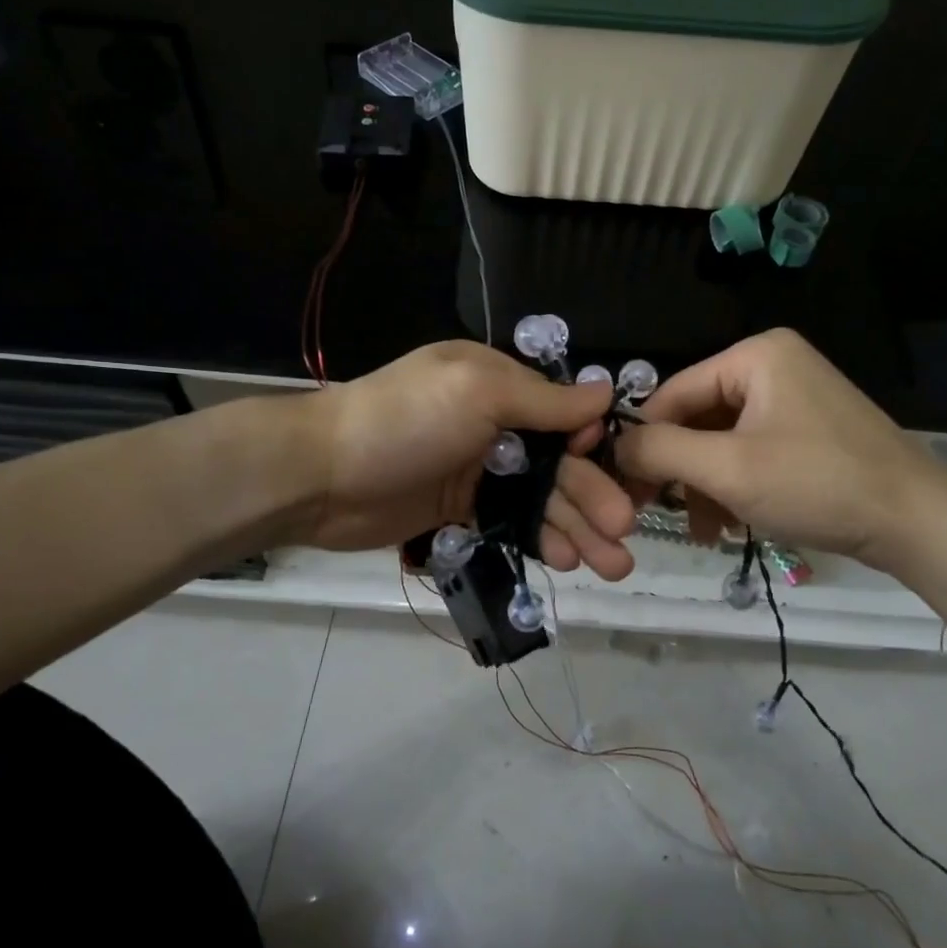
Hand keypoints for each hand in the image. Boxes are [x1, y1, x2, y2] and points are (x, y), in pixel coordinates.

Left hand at [298, 341, 637, 579]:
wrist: (323, 476)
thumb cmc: (406, 421)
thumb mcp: (478, 393)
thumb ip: (543, 399)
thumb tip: (605, 389)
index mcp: (496, 383)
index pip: (561, 411)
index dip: (590, 443)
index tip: (617, 471)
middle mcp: (491, 422)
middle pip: (556, 462)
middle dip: (592, 495)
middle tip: (624, 533)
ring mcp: (475, 470)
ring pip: (538, 498)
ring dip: (575, 526)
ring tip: (612, 564)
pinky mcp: (459, 510)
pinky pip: (510, 523)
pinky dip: (539, 539)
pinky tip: (564, 559)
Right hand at [613, 329, 946, 574]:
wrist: (917, 523)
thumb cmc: (816, 484)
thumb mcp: (727, 469)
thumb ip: (660, 451)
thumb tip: (615, 445)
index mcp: (755, 355)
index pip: (674, 392)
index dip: (645, 440)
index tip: (624, 487)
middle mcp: (773, 365)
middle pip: (698, 417)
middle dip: (681, 470)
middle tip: (659, 513)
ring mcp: (795, 397)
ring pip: (722, 439)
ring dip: (705, 484)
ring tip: (703, 530)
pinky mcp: (808, 430)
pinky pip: (751, 450)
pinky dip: (734, 485)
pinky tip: (728, 523)